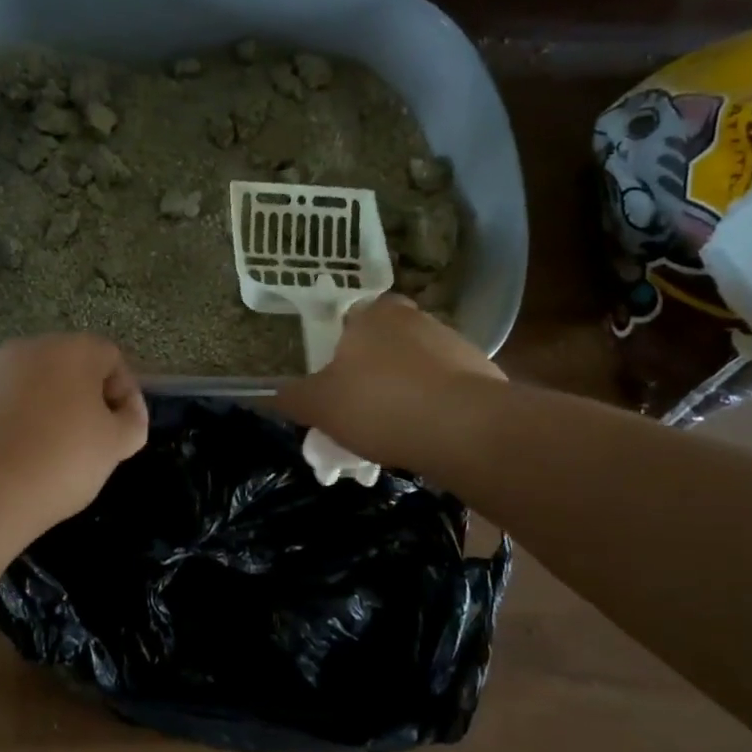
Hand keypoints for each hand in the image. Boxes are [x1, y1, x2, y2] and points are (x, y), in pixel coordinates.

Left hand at [0, 334, 148, 530]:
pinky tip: (4, 460)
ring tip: (40, 455)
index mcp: (71, 351)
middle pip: (64, 367)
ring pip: (25, 386)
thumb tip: (125, 413)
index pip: (110, 357)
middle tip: (84, 442)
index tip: (120, 430)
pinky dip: (2, 425)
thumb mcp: (113, 447)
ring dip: (39, 410)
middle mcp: (26, 349)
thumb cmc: (58, 462)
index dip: (122, 393)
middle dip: (78, 399)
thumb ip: (131, 422)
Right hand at [273, 295, 502, 467]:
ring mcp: (454, 343)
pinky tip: (423, 436)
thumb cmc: (378, 404)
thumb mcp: (319, 406)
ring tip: (391, 433)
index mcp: (373, 314)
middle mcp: (415, 318)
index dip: (339, 351)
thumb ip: (292, 398)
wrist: (464, 429)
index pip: (350, 320)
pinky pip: (445, 389)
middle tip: (359, 409)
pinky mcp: (482, 374)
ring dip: (404, 391)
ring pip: (417, 367)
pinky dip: (433, 408)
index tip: (335, 382)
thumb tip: (269, 395)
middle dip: (372, 372)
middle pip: (385, 343)